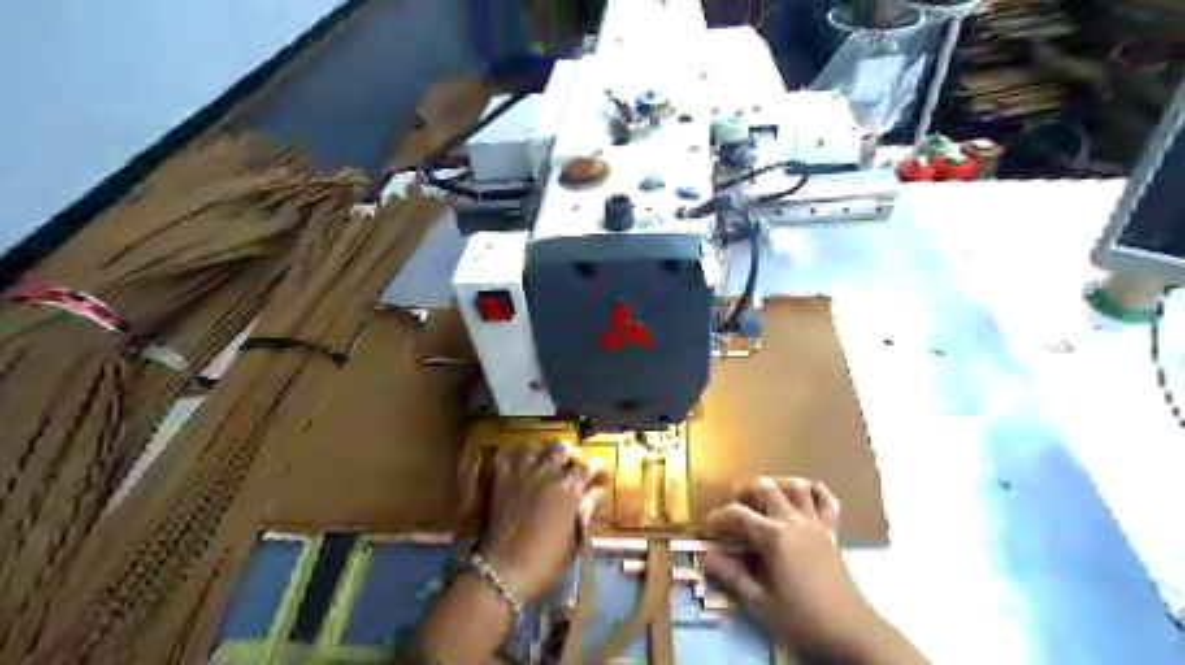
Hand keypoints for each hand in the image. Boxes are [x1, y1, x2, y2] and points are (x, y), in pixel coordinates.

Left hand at [478, 440, 602, 598]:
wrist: (505, 571)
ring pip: (534, 446)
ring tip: (546, 460)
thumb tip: (595, 491)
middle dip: (571, 453)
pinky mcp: (501, 481)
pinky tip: (521, 463)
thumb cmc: (546, 561)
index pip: (588, 466)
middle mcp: (546, 474)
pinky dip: (515, 456)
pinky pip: (507, 456)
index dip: (598, 467)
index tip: (601, 473)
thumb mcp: (575, 539)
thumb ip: (586, 510)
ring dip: (543, 451)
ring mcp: (522, 475)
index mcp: (569, 490)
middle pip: (561, 448)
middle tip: (574, 464)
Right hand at [702, 478, 878, 659]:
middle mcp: (793, 520)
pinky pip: (825, 499)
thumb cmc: (802, 619)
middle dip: (742, 491)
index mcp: (774, 537)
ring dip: (775, 485)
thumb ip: (732, 576)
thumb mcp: (760, 603)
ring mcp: (815, 522)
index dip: (718, 517)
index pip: (738, 514)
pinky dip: (812, 491)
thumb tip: (707, 556)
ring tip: (762, 500)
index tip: (708, 529)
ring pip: (794, 485)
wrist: (850, 633)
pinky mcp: (831, 530)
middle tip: (732, 508)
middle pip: (764, 486)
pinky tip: (800, 498)